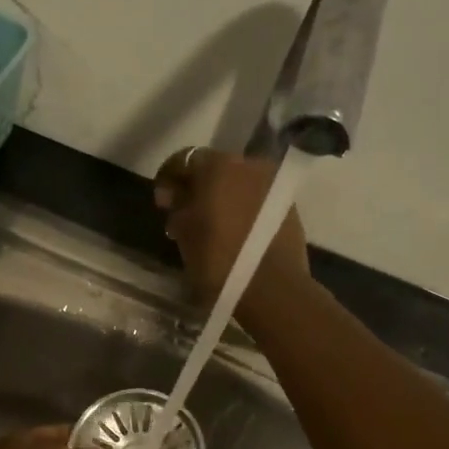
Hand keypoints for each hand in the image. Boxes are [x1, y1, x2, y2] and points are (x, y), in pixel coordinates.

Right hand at [153, 148, 313, 316]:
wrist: (271, 288)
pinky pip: (254, 197)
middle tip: (184, 215)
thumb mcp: (184, 233)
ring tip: (209, 226)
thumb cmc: (217, 259)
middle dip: (197, 187)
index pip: (184, 160)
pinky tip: (232, 231)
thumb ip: (177, 206)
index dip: (167, 179)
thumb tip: (174, 195)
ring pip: (236, 182)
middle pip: (214, 168)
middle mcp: (249, 164)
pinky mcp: (287, 204)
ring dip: (220, 197)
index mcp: (218, 165)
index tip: (162, 203)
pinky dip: (240, 208)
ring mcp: (272, 183)